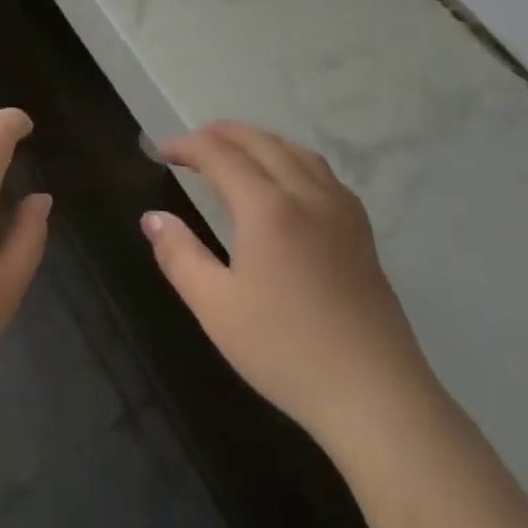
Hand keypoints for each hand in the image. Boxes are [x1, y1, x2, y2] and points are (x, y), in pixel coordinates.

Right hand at [144, 122, 432, 454]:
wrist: (374, 393)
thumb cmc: (286, 351)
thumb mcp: (216, 308)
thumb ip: (179, 255)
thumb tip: (153, 218)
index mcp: (267, 207)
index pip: (219, 154)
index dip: (185, 146)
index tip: (159, 151)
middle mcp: (306, 193)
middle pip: (260, 142)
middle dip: (220, 134)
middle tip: (190, 145)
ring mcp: (340, 208)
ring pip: (295, 151)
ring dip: (258, 140)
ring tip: (234, 151)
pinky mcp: (361, 229)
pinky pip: (321, 171)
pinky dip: (292, 158)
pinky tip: (287, 181)